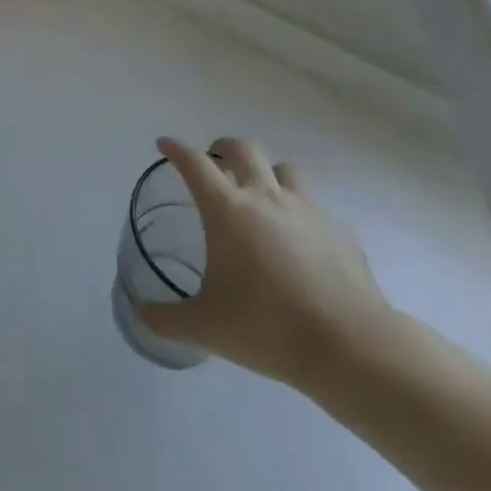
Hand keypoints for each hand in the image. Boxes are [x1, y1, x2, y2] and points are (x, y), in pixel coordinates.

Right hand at [133, 136, 399, 394]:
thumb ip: (165, 319)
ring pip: (285, 170)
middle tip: (213, 163)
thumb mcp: (205, 328)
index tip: (164, 145)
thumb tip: (140, 313)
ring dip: (267, 173)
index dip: (176, 149)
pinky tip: (299, 242)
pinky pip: (314, 207)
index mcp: (228, 211)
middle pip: (243, 149)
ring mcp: (308, 210)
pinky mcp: (339, 231)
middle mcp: (266, 198)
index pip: (195, 164)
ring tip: (259, 196)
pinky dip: (299, 213)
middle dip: (223, 147)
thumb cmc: (266, 327)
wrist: (350, 346)